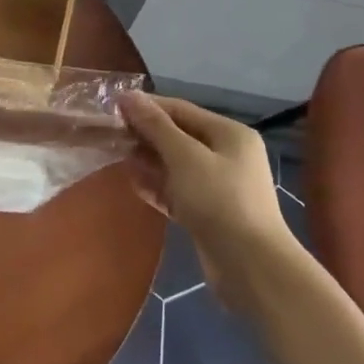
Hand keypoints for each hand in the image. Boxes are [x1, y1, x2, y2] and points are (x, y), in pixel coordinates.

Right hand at [120, 93, 296, 311]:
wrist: (251, 267)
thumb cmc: (219, 201)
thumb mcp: (185, 157)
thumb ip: (156, 126)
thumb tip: (129, 96)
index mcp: (229, 134)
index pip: (181, 110)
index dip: (147, 106)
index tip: (113, 107)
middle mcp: (227, 155)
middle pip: (179, 137)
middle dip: (146, 135)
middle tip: (111, 136)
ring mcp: (219, 186)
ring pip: (176, 165)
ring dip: (149, 161)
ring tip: (118, 158)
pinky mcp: (209, 213)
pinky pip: (179, 191)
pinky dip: (158, 187)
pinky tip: (135, 186)